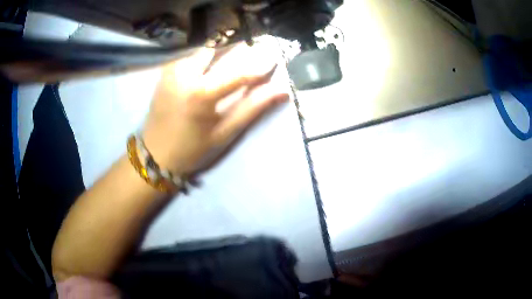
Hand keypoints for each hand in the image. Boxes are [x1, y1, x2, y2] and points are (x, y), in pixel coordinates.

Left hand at [142, 42, 289, 175]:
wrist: (154, 155)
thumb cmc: (192, 149)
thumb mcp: (224, 133)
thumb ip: (251, 108)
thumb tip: (280, 91)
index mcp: (201, 93)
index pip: (238, 72)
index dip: (259, 65)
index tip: (274, 57)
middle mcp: (184, 75)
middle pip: (217, 50)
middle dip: (235, 51)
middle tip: (248, 56)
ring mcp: (171, 72)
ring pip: (201, 52)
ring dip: (216, 54)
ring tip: (225, 64)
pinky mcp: (164, 74)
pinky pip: (187, 57)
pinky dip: (201, 60)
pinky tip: (205, 71)